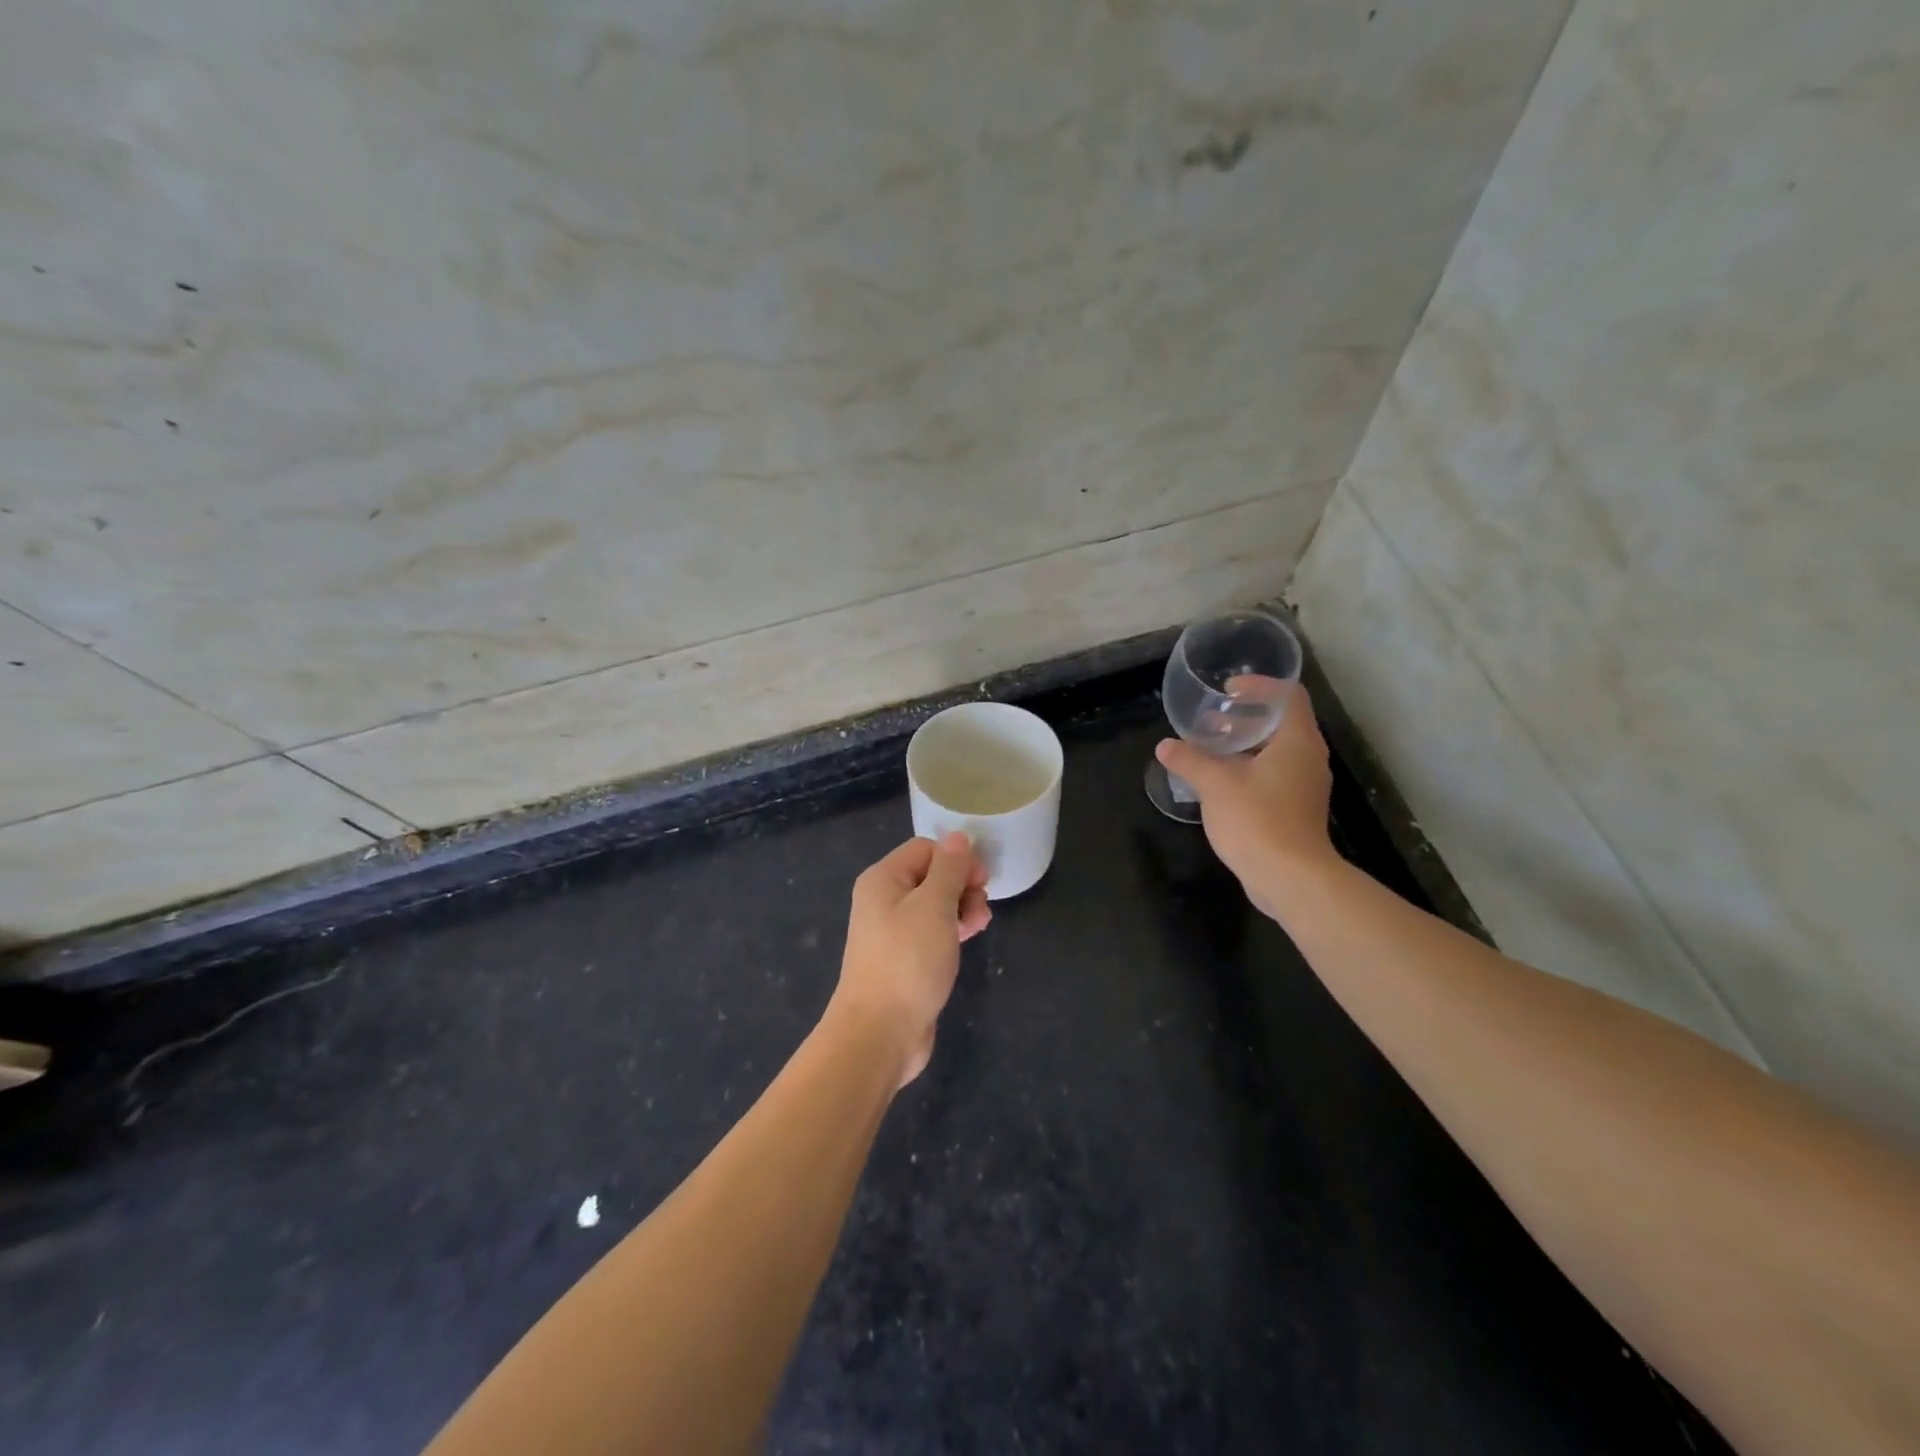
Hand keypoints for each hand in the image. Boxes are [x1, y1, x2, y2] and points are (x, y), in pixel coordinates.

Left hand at [831, 833, 990, 1086]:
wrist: (879, 1033)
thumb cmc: (908, 961)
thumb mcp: (934, 906)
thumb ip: (949, 868)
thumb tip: (958, 838)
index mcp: (883, 879)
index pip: (926, 849)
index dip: (957, 859)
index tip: (981, 880)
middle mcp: (883, 900)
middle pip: (931, 875)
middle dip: (962, 885)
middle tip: (980, 906)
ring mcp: (892, 931)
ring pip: (935, 905)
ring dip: (961, 908)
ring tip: (979, 925)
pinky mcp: (904, 959)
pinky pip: (932, 932)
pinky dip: (952, 930)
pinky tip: (969, 938)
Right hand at [1155, 681, 1336, 917]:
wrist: (1290, 878)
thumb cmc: (1257, 820)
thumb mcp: (1215, 784)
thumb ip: (1189, 760)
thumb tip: (1166, 746)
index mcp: (1297, 741)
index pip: (1288, 696)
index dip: (1260, 686)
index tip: (1229, 690)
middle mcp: (1308, 758)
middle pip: (1281, 723)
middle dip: (1245, 717)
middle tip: (1212, 720)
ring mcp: (1305, 786)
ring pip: (1276, 752)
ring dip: (1245, 745)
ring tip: (1211, 748)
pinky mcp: (1297, 810)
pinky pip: (1274, 776)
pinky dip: (1249, 769)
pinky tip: (1220, 782)